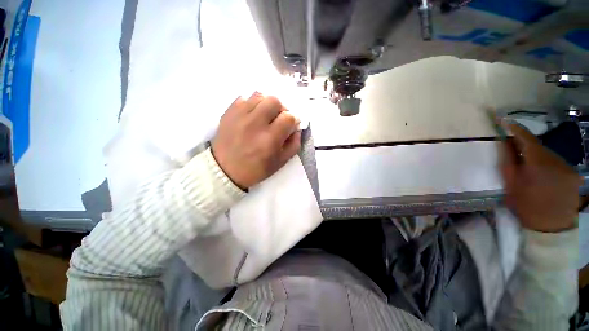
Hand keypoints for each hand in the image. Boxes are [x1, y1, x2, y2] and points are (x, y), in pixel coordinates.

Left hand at [212, 93, 300, 189]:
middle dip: (281, 109)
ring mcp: (240, 116)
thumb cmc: (255, 169)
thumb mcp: (280, 162)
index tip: (290, 126)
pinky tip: (251, 115)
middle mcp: (255, 124)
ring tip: (264, 116)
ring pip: (259, 95)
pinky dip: (252, 104)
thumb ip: (294, 144)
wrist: (225, 170)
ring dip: (266, 105)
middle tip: (277, 119)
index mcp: (269, 139)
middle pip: (274, 101)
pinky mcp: (229, 112)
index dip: (293, 120)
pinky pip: (244, 98)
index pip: (289, 117)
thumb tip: (296, 128)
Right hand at [501, 122, 580, 232]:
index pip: (525, 137)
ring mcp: (565, 165)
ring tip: (523, 164)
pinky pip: (553, 161)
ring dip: (532, 154)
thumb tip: (503, 144)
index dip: (513, 127)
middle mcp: (554, 159)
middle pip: (536, 145)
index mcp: (538, 161)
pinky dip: (542, 162)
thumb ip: (507, 162)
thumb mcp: (511, 185)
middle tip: (508, 146)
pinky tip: (538, 173)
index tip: (502, 120)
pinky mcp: (570, 172)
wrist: (554, 227)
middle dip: (521, 144)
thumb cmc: (528, 206)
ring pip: (545, 153)